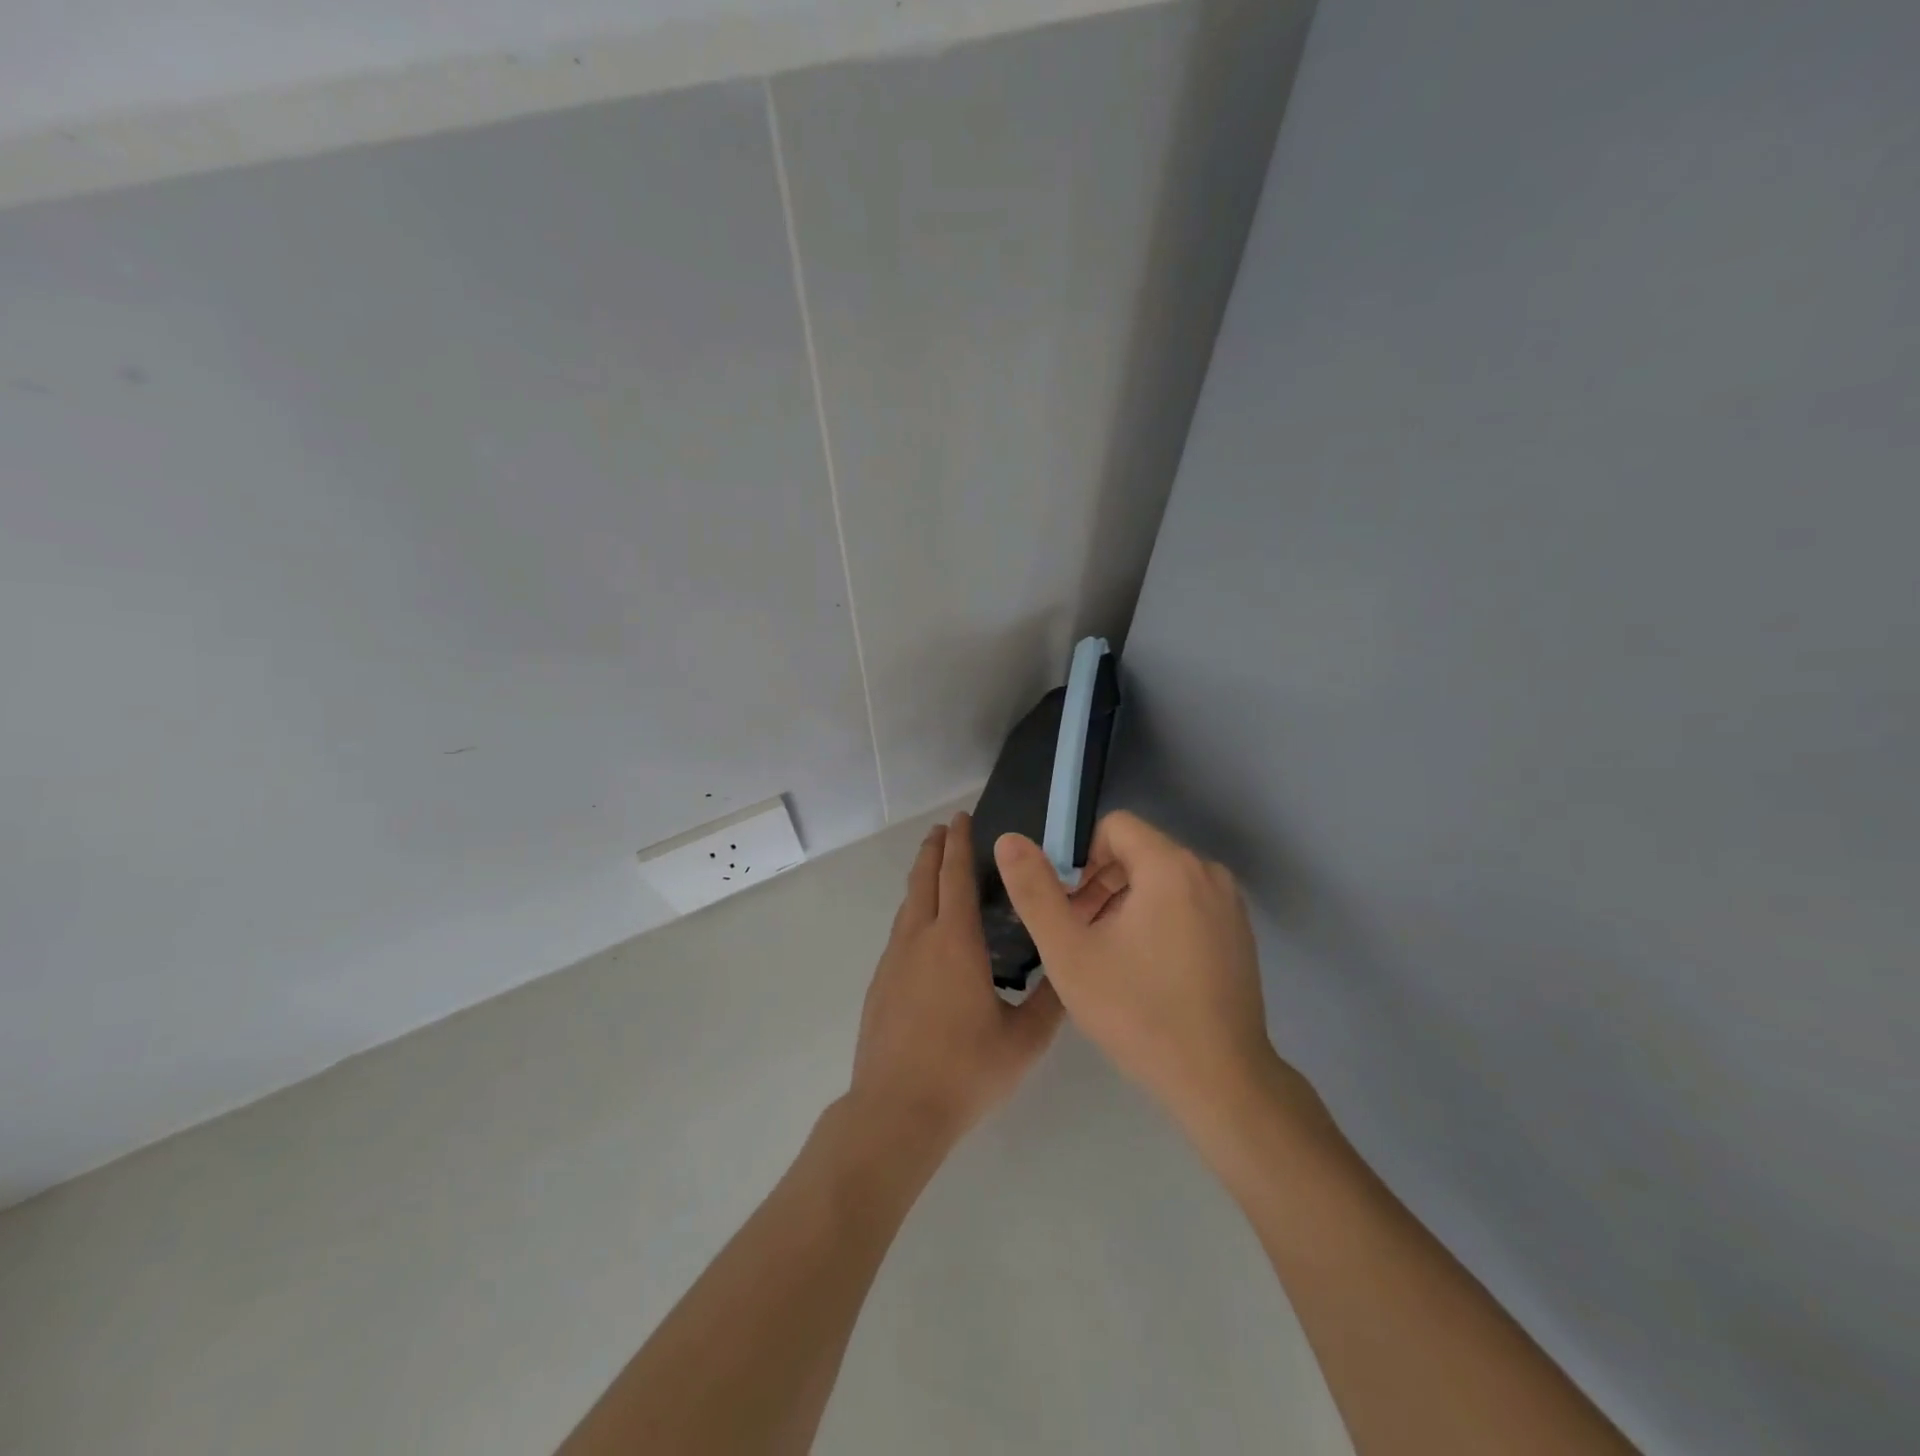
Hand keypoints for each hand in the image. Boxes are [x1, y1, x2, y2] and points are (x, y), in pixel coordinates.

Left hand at [848, 813, 1064, 1148]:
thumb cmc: (965, 1071)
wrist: (896, 1110)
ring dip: (921, 876)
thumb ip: (1051, 1000)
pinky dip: (913, 908)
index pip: (956, 877)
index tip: (961, 817)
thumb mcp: (1024, 1039)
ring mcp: (894, 959)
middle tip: (945, 828)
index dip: (959, 843)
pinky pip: (900, 929)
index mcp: (955, 942)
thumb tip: (1067, 967)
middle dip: (935, 849)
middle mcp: (920, 938)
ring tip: (934, 865)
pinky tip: (923, 926)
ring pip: (908, 903)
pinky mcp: (881, 981)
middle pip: (924, 879)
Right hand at [992, 812, 1278, 1128]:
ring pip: (1162, 879)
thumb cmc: (1138, 1012)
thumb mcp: (1069, 952)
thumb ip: (1034, 891)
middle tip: (1079, 935)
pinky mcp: (1239, 933)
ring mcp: (1229, 904)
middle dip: (1100, 884)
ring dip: (1126, 903)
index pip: (1115, 827)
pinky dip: (1158, 918)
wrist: (1221, 1082)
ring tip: (1107, 955)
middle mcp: (1207, 872)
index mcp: (1170, 866)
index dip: (1081, 857)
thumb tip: (1010, 839)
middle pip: (1138, 852)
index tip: (1067, 904)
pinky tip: (1145, 970)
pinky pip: (1187, 903)